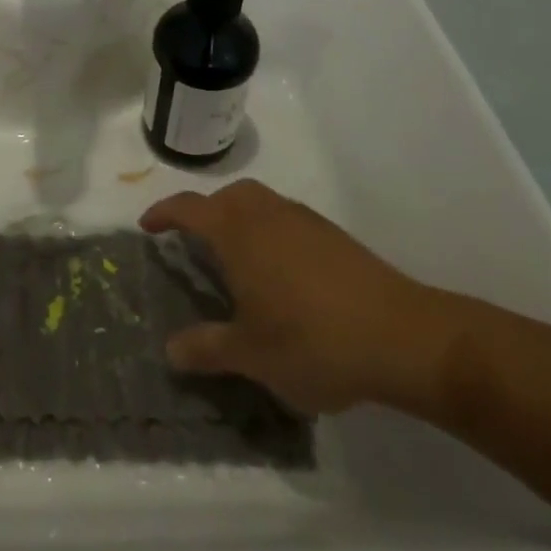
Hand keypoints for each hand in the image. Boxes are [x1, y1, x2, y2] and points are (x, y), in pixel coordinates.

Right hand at [140, 178, 470, 416]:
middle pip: (228, 196)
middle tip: (195, 242)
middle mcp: (267, 214)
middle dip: (205, 211)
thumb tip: (170, 349)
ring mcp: (304, 220)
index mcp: (238, 232)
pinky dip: (270, 231)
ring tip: (236, 258)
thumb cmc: (313, 341)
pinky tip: (281, 273)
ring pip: (260, 202)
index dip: (164, 213)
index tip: (147, 225)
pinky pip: (287, 219)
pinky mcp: (334, 235)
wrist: (402, 336)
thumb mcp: (251, 355)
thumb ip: (207, 348)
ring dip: (240, 218)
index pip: (190, 208)